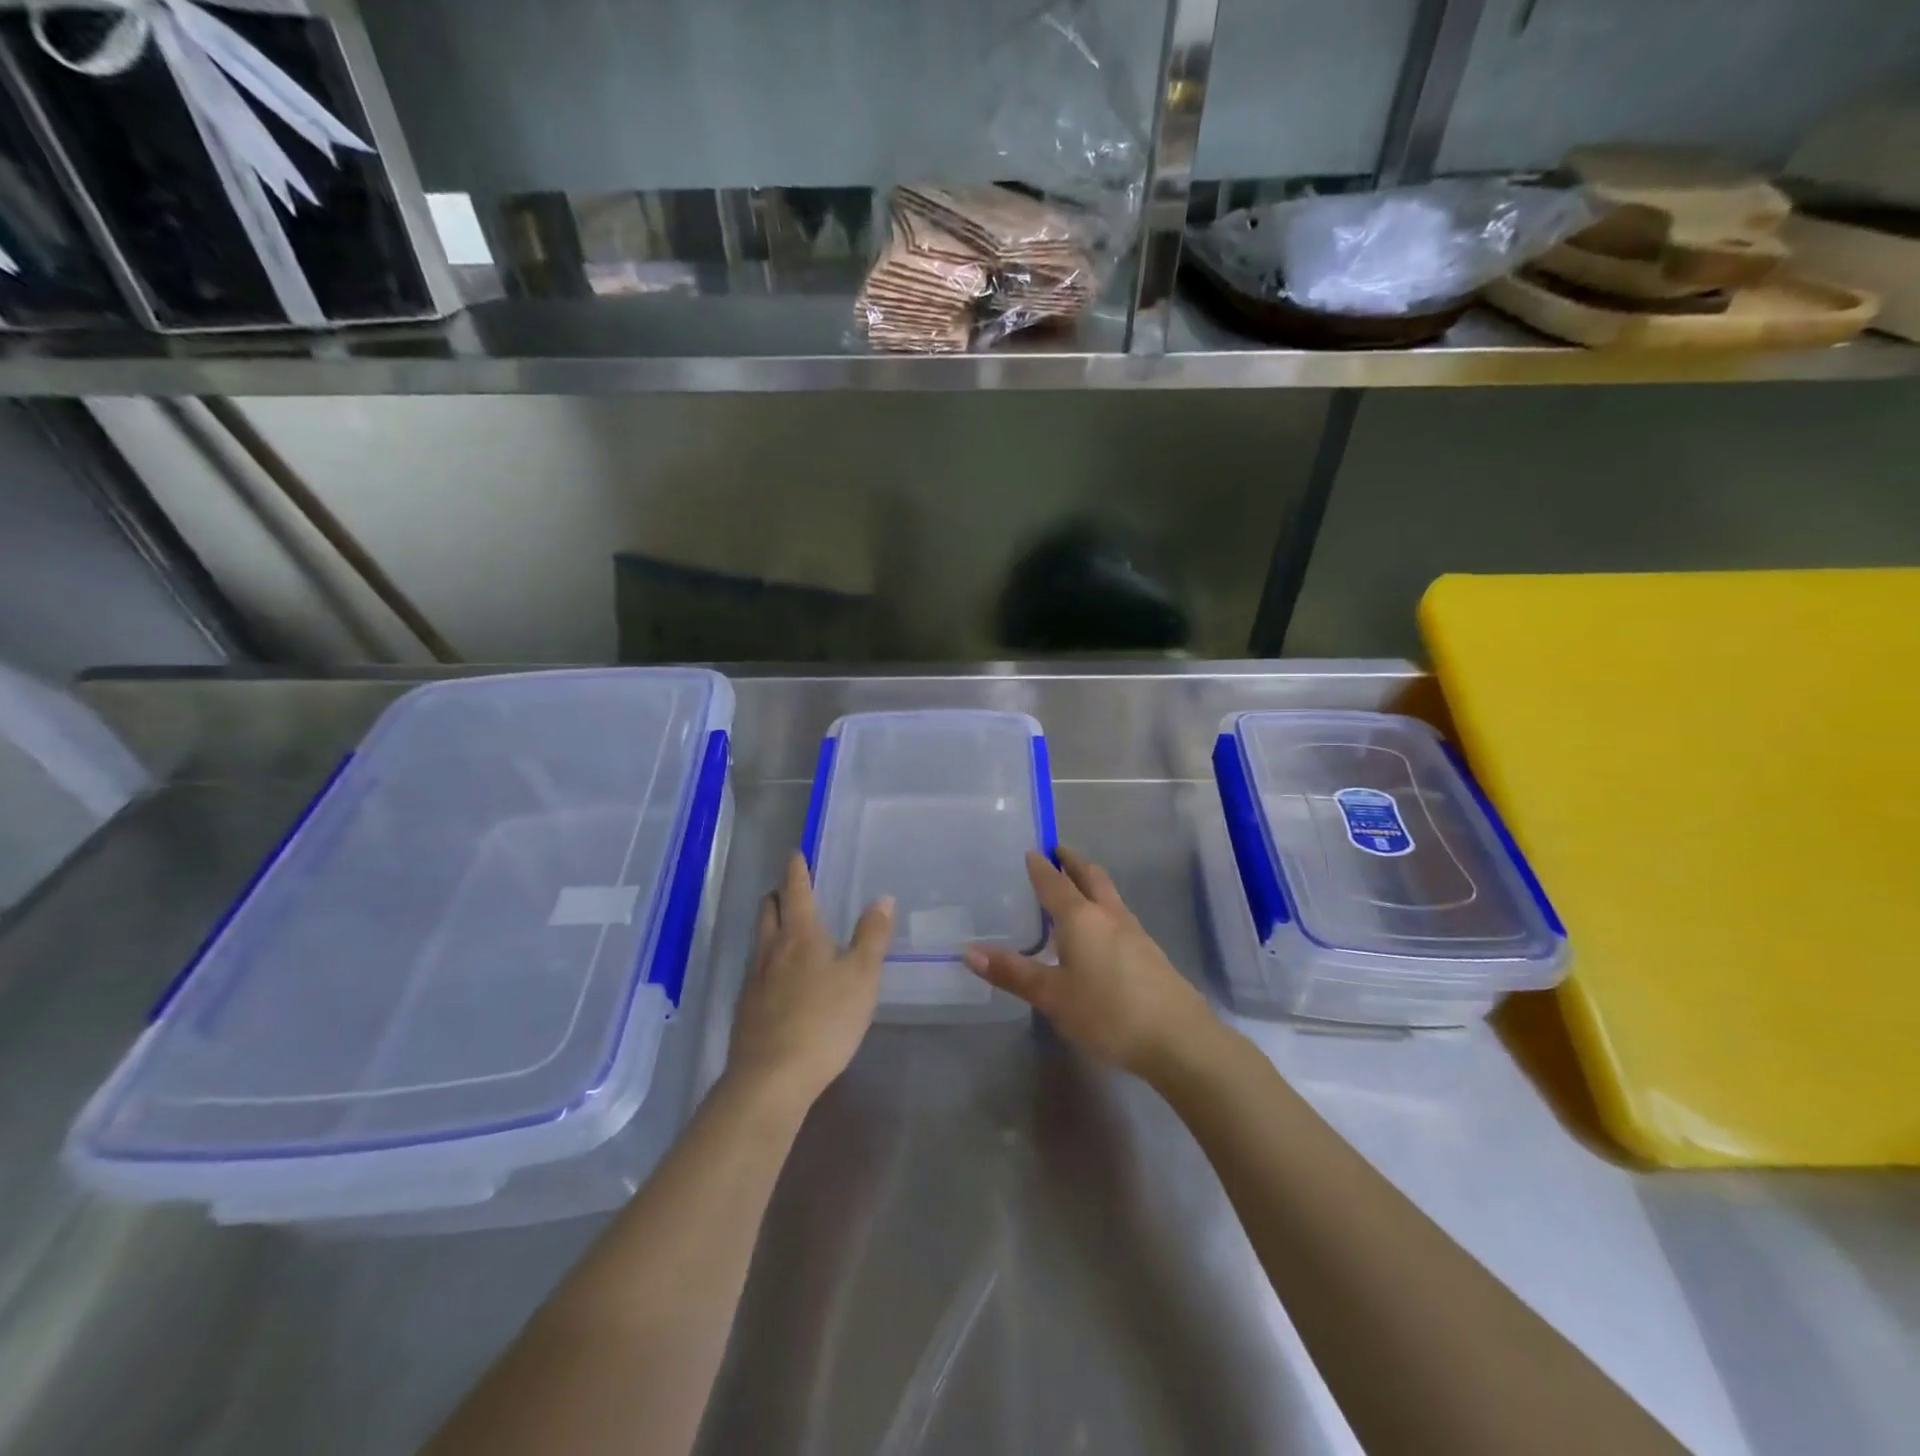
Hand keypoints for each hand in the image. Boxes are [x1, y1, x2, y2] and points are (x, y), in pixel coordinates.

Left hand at [726, 854, 893, 1112]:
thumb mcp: (862, 976)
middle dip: (778, 894)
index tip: (795, 854)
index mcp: (801, 935)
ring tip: (785, 926)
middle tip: (789, 888)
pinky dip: (767, 958)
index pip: (795, 891)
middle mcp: (772, 949)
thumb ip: (872, 936)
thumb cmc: (825, 1020)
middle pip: (768, 910)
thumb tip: (882, 898)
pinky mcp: (746, 1008)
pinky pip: (756, 969)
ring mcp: (754, 979)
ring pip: (759, 939)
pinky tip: (778, 976)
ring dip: (770, 924)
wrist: (772, 1077)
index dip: (796, 870)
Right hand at [963, 848, 1216, 1080]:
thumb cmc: (1107, 1012)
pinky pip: (1119, 915)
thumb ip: (1013, 973)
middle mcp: (1108, 915)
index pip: (1055, 883)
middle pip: (1090, 877)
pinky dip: (1103, 906)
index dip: (1041, 867)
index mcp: (1080, 918)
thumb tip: (968, 951)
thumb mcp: (1052, 996)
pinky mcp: (1149, 952)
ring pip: (1109, 894)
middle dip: (1072, 862)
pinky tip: (1099, 930)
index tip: (1031, 851)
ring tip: (1076, 885)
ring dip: (1091, 882)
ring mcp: (1134, 932)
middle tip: (1057, 852)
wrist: (1178, 1037)